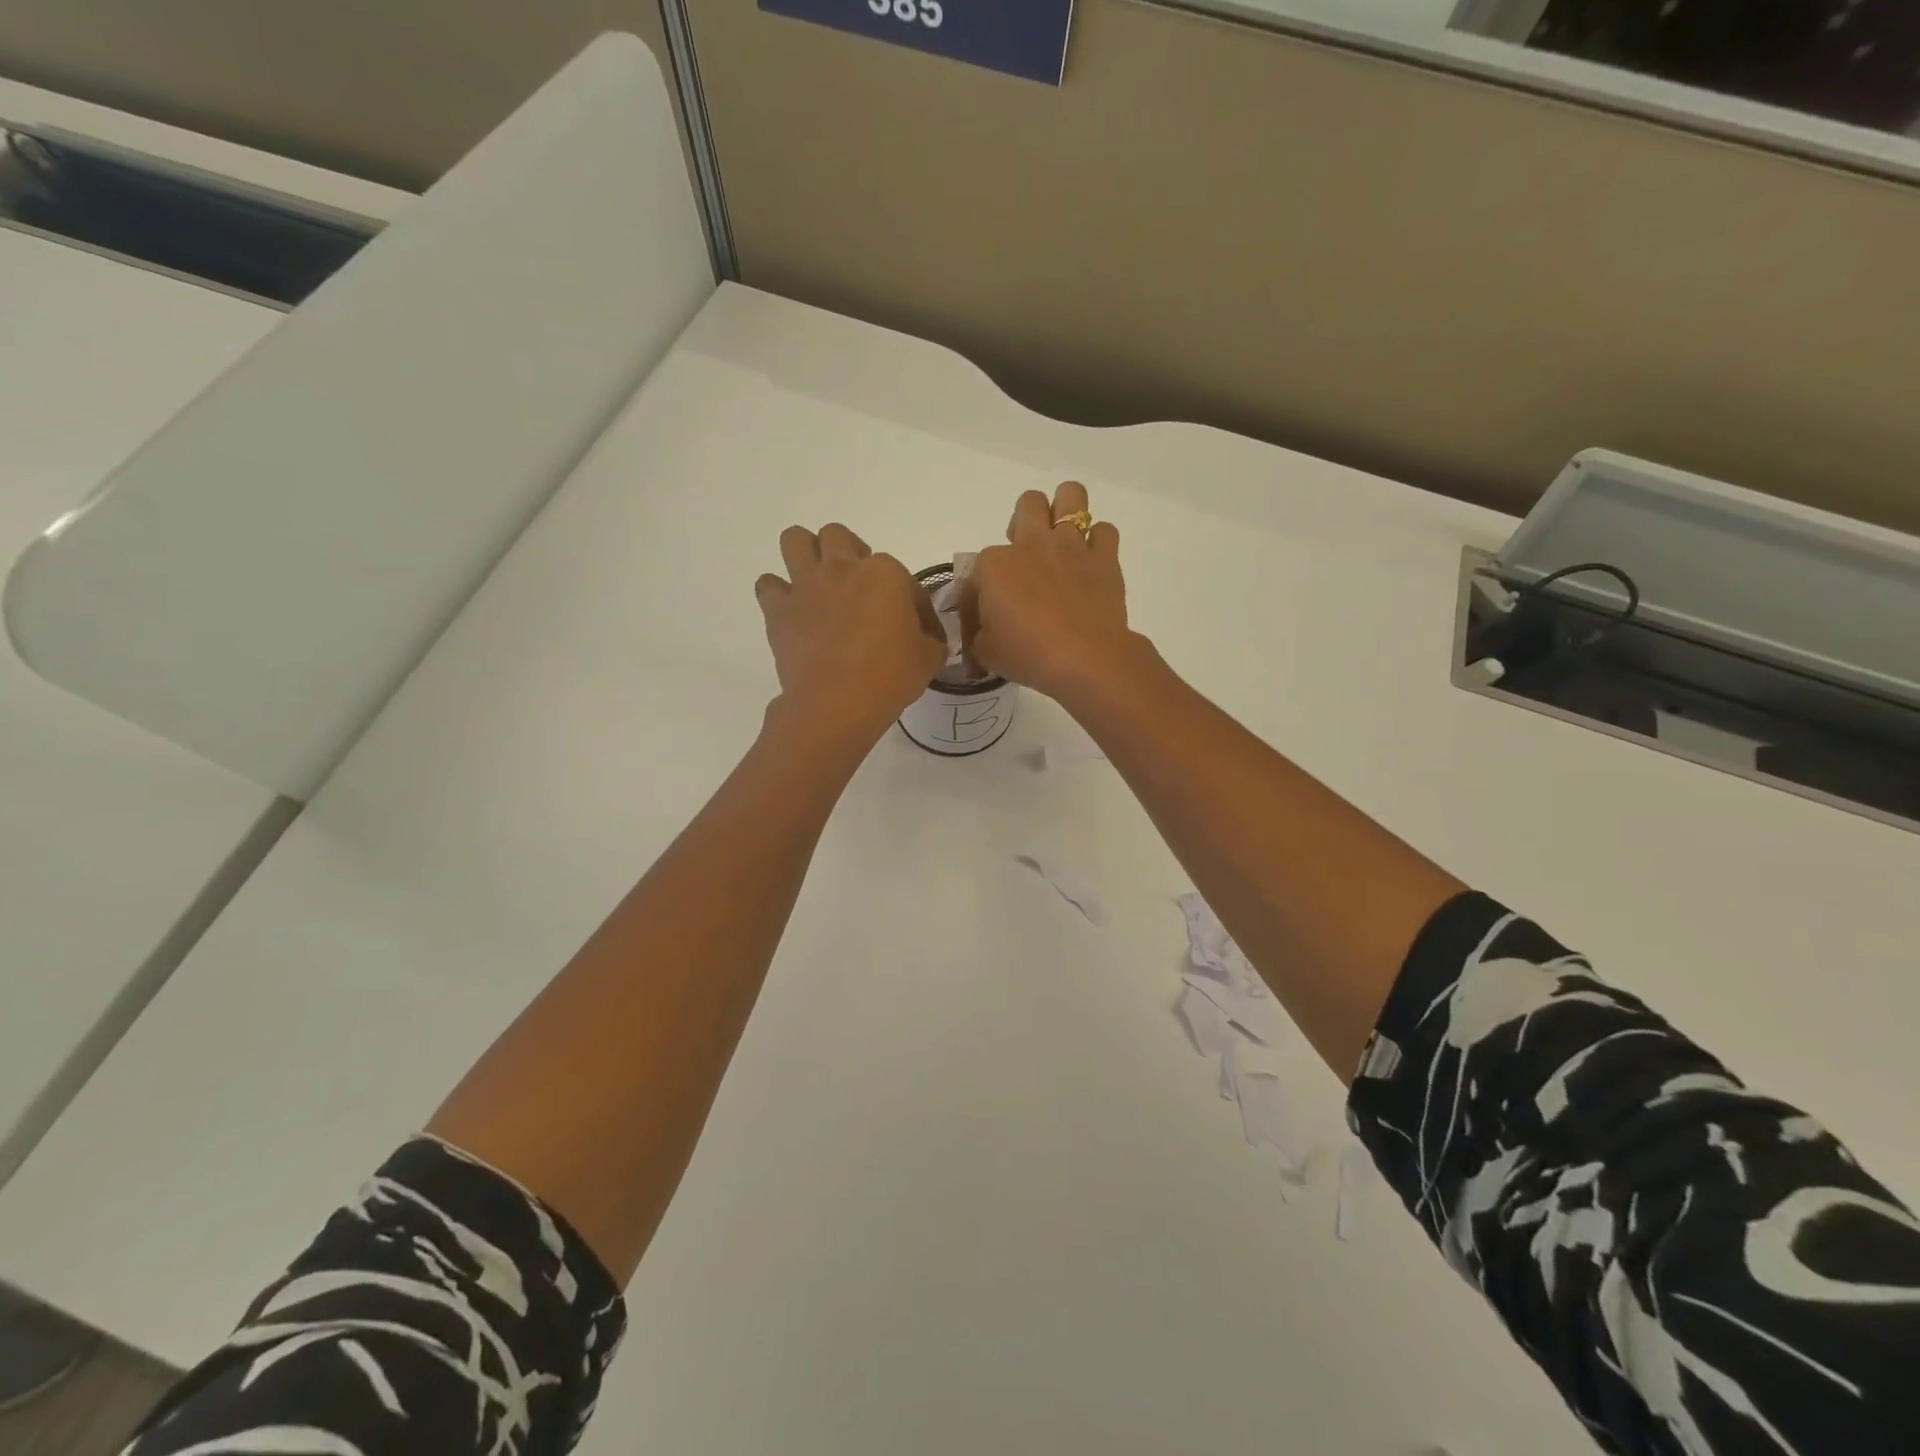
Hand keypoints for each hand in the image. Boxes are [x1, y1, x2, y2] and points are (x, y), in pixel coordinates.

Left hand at [756, 523, 945, 738]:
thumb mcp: (928, 659)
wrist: (837, 703)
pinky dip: (777, 594)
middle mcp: (842, 568)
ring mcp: (806, 585)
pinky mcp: (779, 610)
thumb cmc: (890, 677)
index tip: (916, 630)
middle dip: (848, 554)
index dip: (912, 604)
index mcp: (885, 573)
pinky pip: (768, 585)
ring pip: (795, 539)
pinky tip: (792, 612)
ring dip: (805, 554)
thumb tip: (928, 639)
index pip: (904, 578)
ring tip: (817, 582)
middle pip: (838, 536)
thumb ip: (930, 640)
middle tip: (858, 587)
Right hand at [966, 482, 1136, 705]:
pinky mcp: (1104, 558)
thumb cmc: (1027, 655)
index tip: (985, 618)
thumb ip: (978, 634)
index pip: (976, 570)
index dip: (978, 594)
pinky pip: (1105, 531)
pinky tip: (1091, 561)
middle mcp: (1031, 543)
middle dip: (1025, 520)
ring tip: (1061, 536)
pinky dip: (1098, 542)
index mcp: (993, 565)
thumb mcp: (986, 652)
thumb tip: (981, 631)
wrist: (1084, 659)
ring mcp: (1070, 546)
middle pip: (1028, 503)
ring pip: (1071, 495)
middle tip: (1026, 552)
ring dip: (1065, 509)